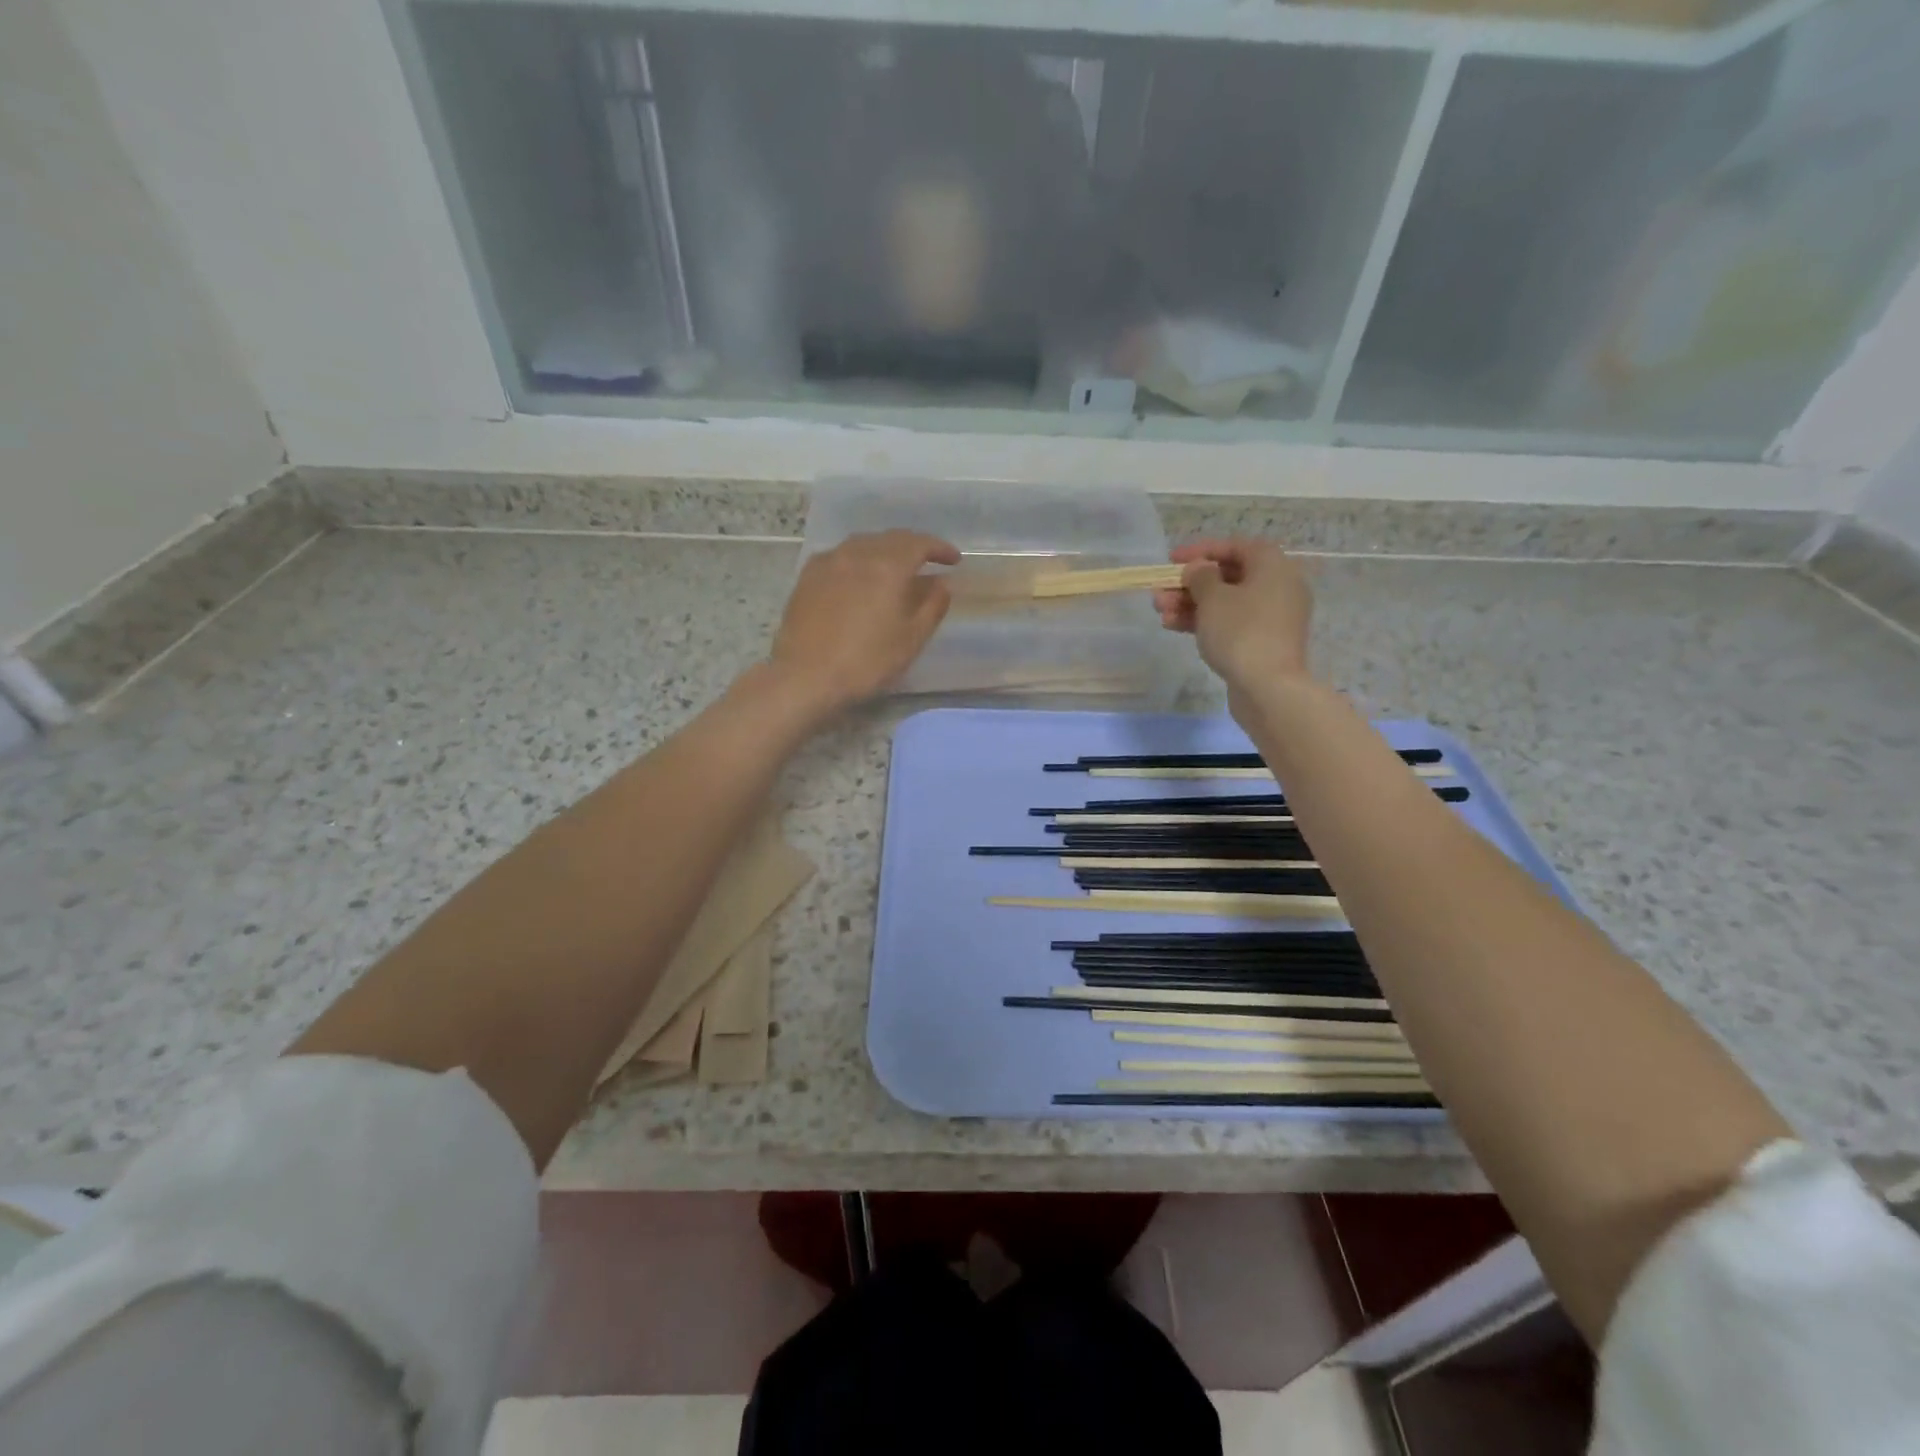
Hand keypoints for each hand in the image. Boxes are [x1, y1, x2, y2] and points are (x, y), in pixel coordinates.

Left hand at [765, 530, 959, 720]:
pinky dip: (859, 560)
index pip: (919, 543)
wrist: (806, 677)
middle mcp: (857, 554)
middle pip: (891, 538)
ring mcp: (828, 562)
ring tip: (895, 568)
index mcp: (887, 566)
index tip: (953, 559)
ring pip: (864, 544)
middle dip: (913, 547)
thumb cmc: (867, 662)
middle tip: (928, 562)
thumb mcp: (911, 639)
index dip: (939, 548)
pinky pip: (841, 556)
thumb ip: (933, 605)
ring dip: (885, 550)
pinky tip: (859, 577)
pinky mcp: (808, 577)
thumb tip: (942, 583)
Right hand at [1153, 537, 1313, 695]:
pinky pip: (1231, 623)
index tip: (1171, 560)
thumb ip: (1200, 576)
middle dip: (1189, 584)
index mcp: (1273, 566)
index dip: (1201, 551)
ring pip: (1226, 602)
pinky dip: (1205, 622)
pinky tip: (1174, 626)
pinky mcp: (1262, 641)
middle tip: (1160, 592)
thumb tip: (1199, 569)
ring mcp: (1272, 617)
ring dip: (1191, 604)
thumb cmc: (1240, 632)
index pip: (1235, 546)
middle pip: (1228, 576)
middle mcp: (1278, 586)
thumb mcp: (1213, 598)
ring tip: (1160, 612)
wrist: (1268, 687)